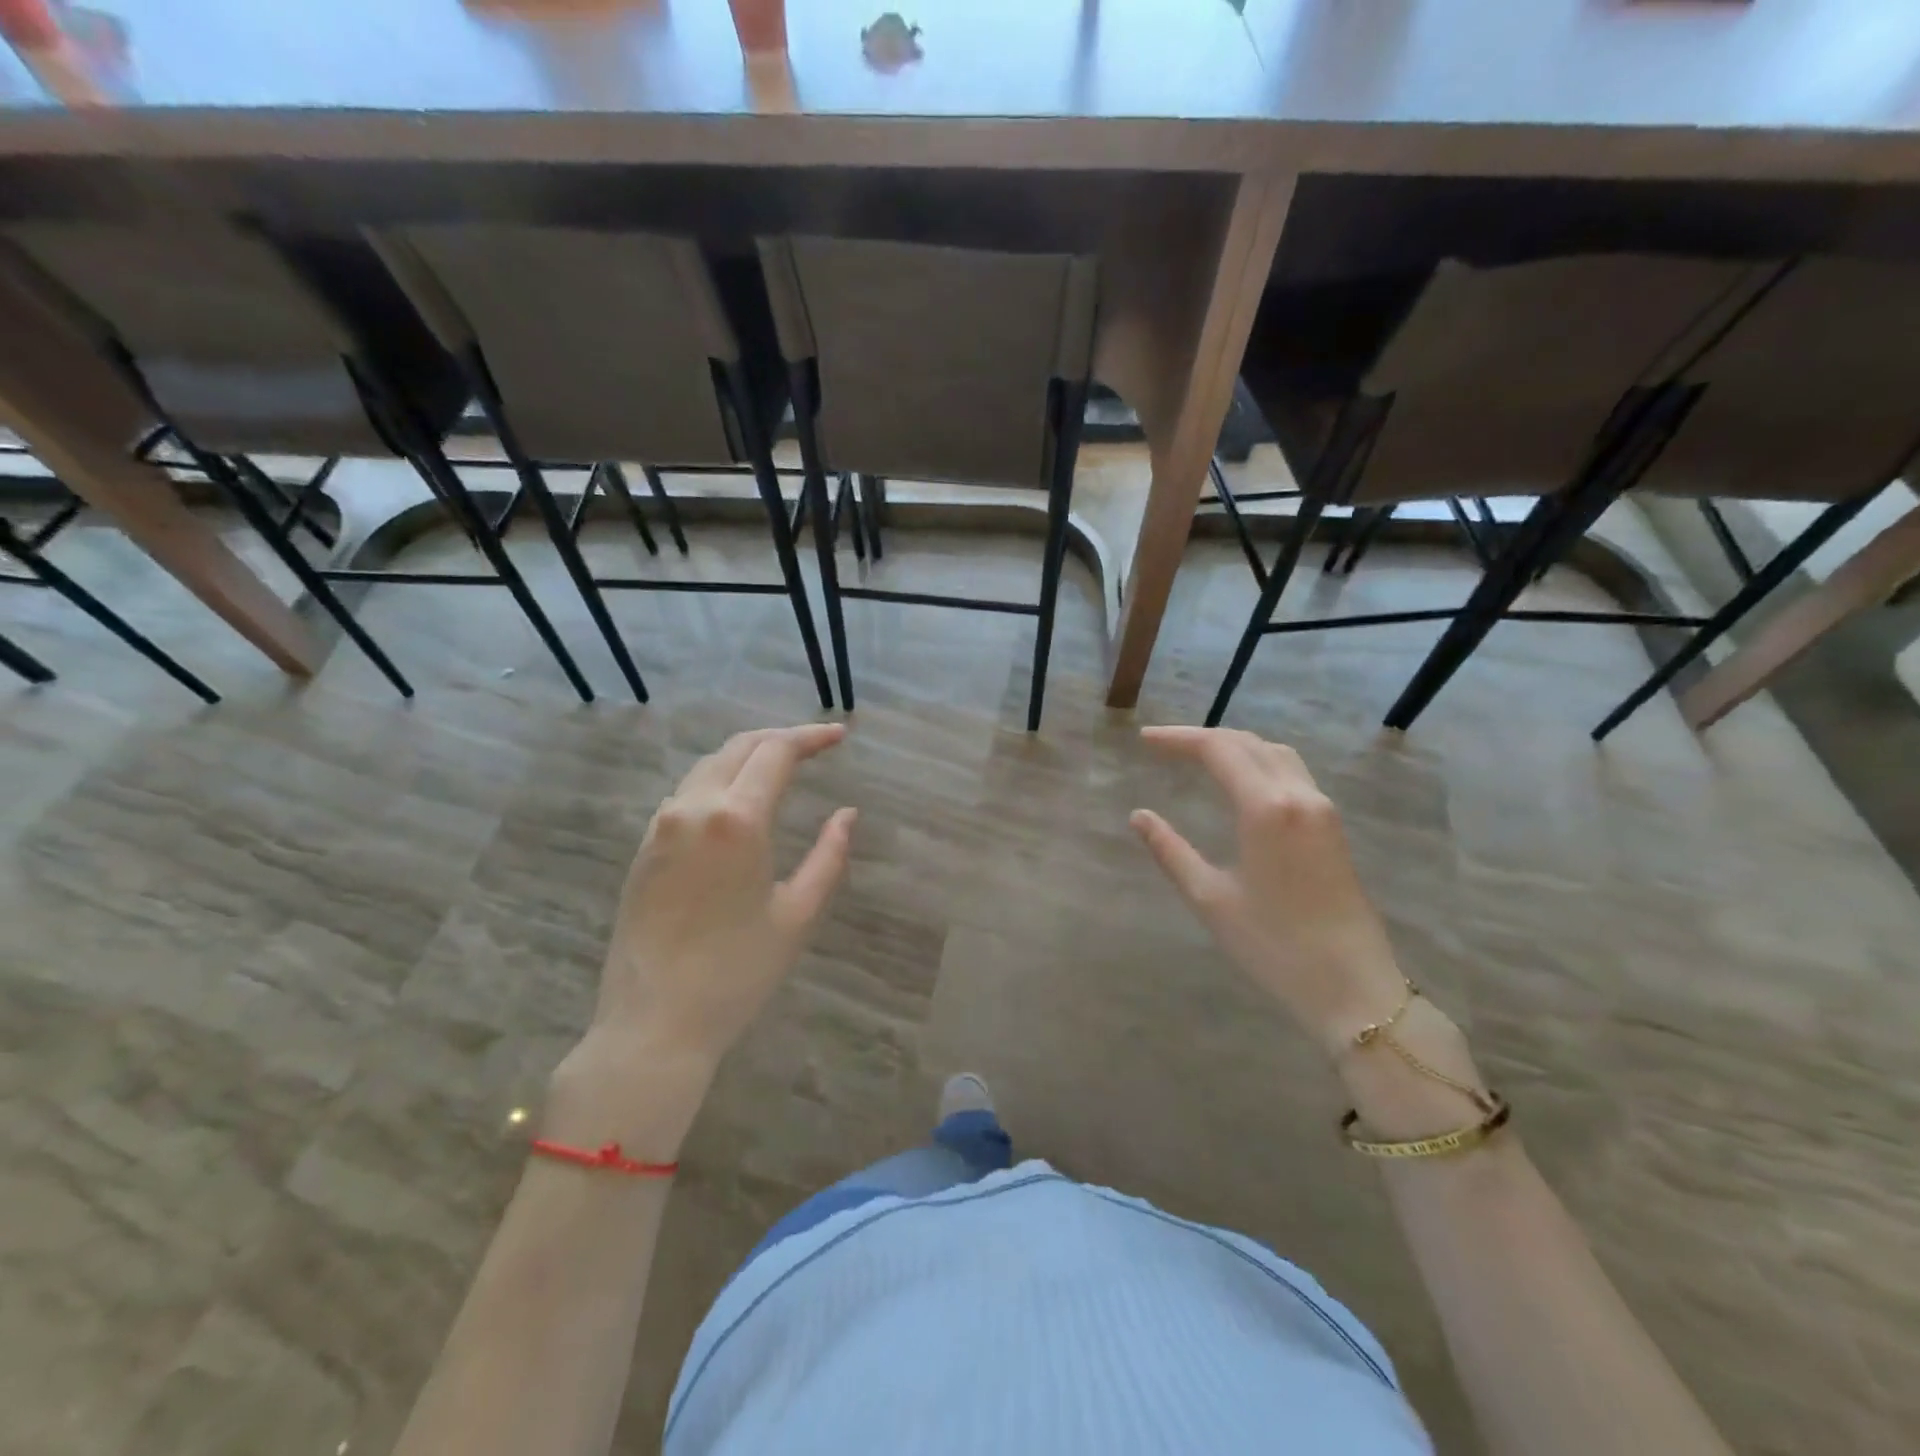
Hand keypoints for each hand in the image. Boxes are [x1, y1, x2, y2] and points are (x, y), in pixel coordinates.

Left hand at [591, 722, 856, 1063]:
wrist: (652, 1023)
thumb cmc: (737, 973)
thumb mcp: (797, 915)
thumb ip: (828, 856)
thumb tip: (847, 813)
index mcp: (737, 820)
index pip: (776, 752)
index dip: (811, 737)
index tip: (840, 735)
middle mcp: (693, 808)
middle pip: (739, 747)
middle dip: (780, 738)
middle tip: (816, 745)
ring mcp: (661, 826)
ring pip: (708, 766)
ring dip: (747, 756)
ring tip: (781, 766)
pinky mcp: (643, 847)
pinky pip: (686, 794)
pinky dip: (720, 780)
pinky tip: (738, 801)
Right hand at [1130, 726, 1407, 1054]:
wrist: (1352, 987)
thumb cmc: (1274, 946)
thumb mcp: (1210, 899)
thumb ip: (1171, 851)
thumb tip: (1139, 816)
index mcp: (1266, 808)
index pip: (1218, 749)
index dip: (1178, 739)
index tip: (1144, 740)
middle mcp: (1298, 795)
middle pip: (1248, 743)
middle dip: (1203, 737)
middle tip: (1163, 746)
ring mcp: (1322, 809)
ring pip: (1275, 753)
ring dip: (1234, 746)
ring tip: (1198, 757)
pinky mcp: (1333, 826)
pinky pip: (1292, 773)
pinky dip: (1258, 762)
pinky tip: (1241, 782)